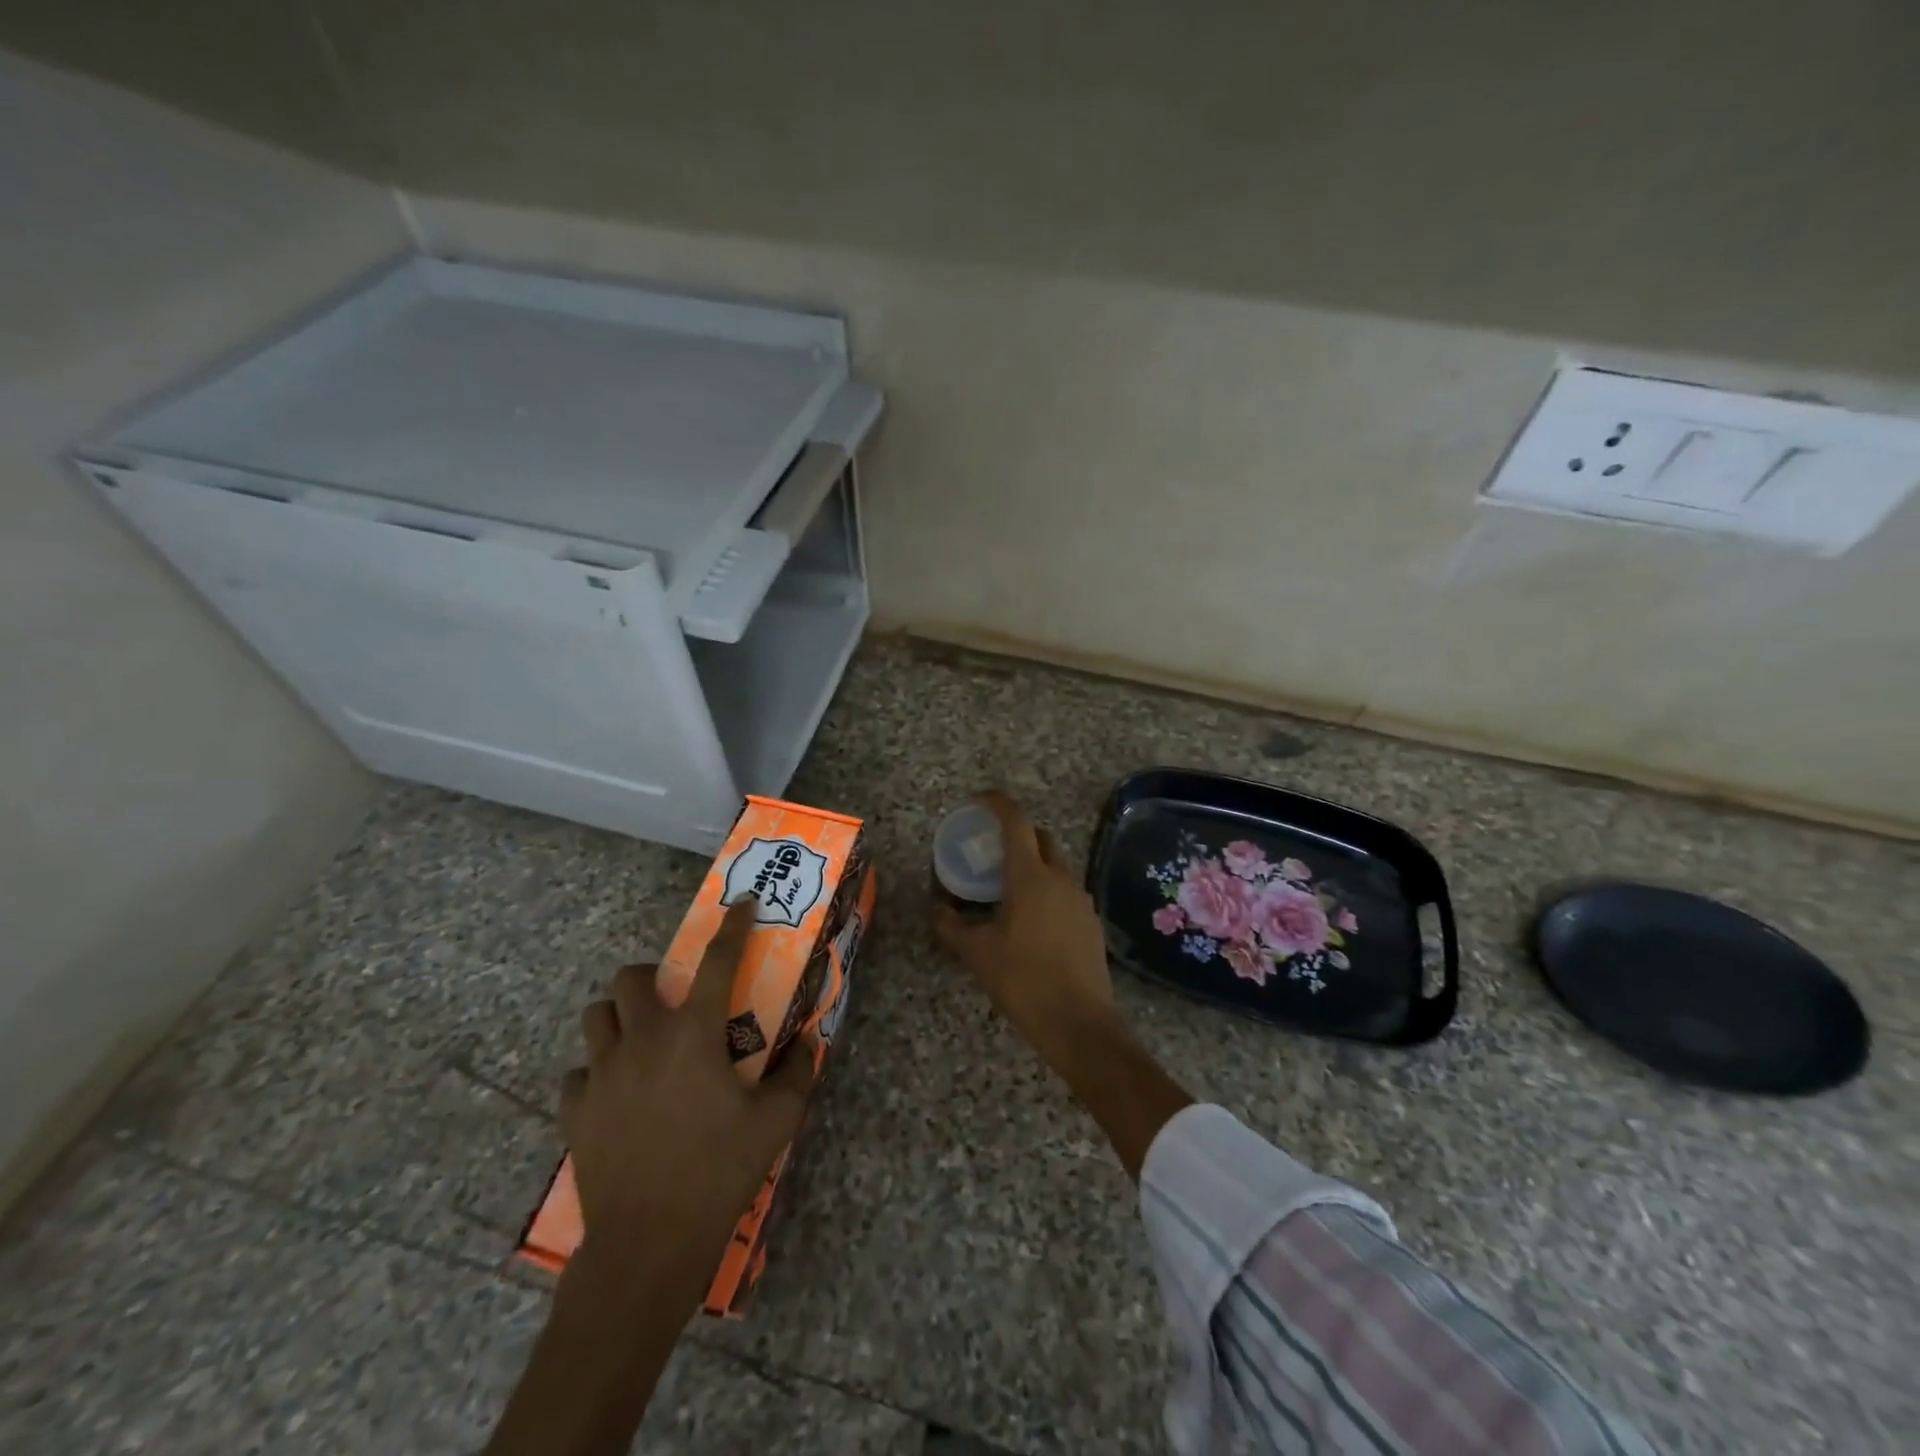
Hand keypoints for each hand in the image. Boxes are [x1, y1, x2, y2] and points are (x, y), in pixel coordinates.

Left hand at [559, 896, 813, 1311]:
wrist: (647, 1245)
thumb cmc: (718, 1172)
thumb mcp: (776, 1121)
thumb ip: (796, 1073)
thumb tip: (807, 1042)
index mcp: (693, 1034)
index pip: (717, 961)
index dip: (732, 926)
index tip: (740, 904)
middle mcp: (643, 1040)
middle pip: (631, 978)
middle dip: (652, 977)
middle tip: (674, 1000)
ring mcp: (602, 1074)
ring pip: (596, 1017)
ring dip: (619, 1017)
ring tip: (641, 1040)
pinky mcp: (576, 1111)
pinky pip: (578, 1074)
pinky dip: (597, 1073)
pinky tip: (616, 1094)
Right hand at [931, 792, 1191, 1178]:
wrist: (1080, 1024)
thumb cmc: (1023, 981)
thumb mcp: (977, 954)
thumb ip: (952, 926)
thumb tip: (937, 910)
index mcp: (1030, 876)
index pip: (1015, 821)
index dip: (996, 803)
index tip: (977, 800)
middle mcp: (1060, 878)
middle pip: (1040, 837)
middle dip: (1017, 833)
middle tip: (991, 849)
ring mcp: (1081, 899)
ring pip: (1056, 864)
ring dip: (1033, 863)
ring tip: (1007, 888)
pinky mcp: (1091, 921)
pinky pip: (1066, 890)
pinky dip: (1047, 889)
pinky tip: (1031, 919)